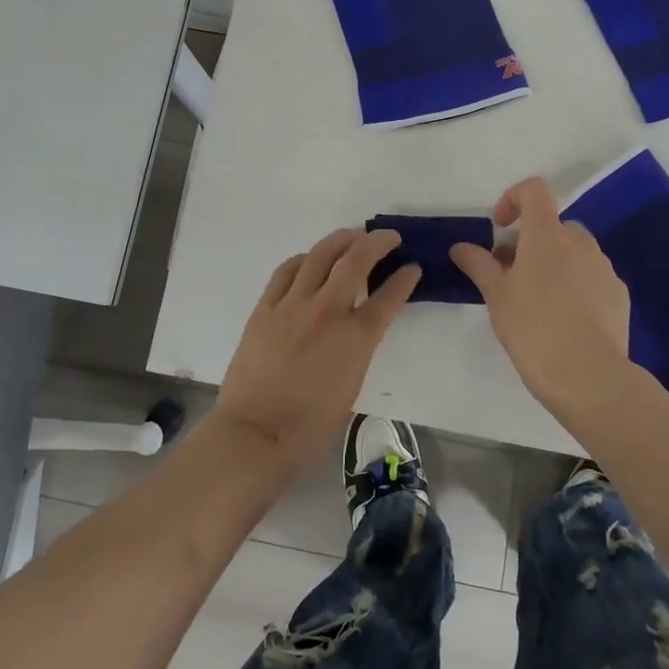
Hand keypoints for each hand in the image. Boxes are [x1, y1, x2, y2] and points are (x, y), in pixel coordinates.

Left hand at [213, 227, 419, 477]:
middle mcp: (327, 311)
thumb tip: (358, 328)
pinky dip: (304, 259)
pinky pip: (287, 271)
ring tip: (354, 234)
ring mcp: (293, 305)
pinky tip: (310, 259)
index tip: (412, 267)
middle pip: (356, 261)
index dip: (405, 278)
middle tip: (389, 238)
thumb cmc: (310, 425)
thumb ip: (359, 348)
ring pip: (320, 255)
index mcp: (356, 338)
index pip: (389, 296)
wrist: (255, 434)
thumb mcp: (351, 385)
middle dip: (377, 242)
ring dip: (341, 239)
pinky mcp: (266, 308)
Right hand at [450, 178, 633, 424]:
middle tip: (510, 275)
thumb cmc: (534, 330)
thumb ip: (478, 264)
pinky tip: (565, 319)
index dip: (513, 198)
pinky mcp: (619, 294)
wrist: (589, 377)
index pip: (534, 191)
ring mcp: (604, 268)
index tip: (499, 228)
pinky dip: (575, 284)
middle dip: (530, 241)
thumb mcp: (496, 297)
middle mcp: (579, 243)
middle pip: (552, 225)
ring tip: (537, 301)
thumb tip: (461, 247)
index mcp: (547, 236)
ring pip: (574, 251)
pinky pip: (592, 276)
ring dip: (554, 262)